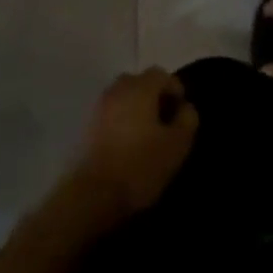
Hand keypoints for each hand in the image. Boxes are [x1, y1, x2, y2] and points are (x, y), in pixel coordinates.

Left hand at [63, 68, 198, 227]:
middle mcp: (118, 90)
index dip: (175, 90)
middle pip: (139, 82)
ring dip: (135, 108)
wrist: (91, 196)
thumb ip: (187, 119)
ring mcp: (99, 108)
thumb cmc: (139, 166)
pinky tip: (126, 145)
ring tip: (145, 134)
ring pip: (122, 98)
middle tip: (163, 121)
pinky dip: (120, 122)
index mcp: (140, 88)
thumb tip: (185, 107)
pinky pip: (110, 115)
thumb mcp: (177, 145)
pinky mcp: (86, 128)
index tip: (181, 114)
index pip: (162, 75)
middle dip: (153, 96)